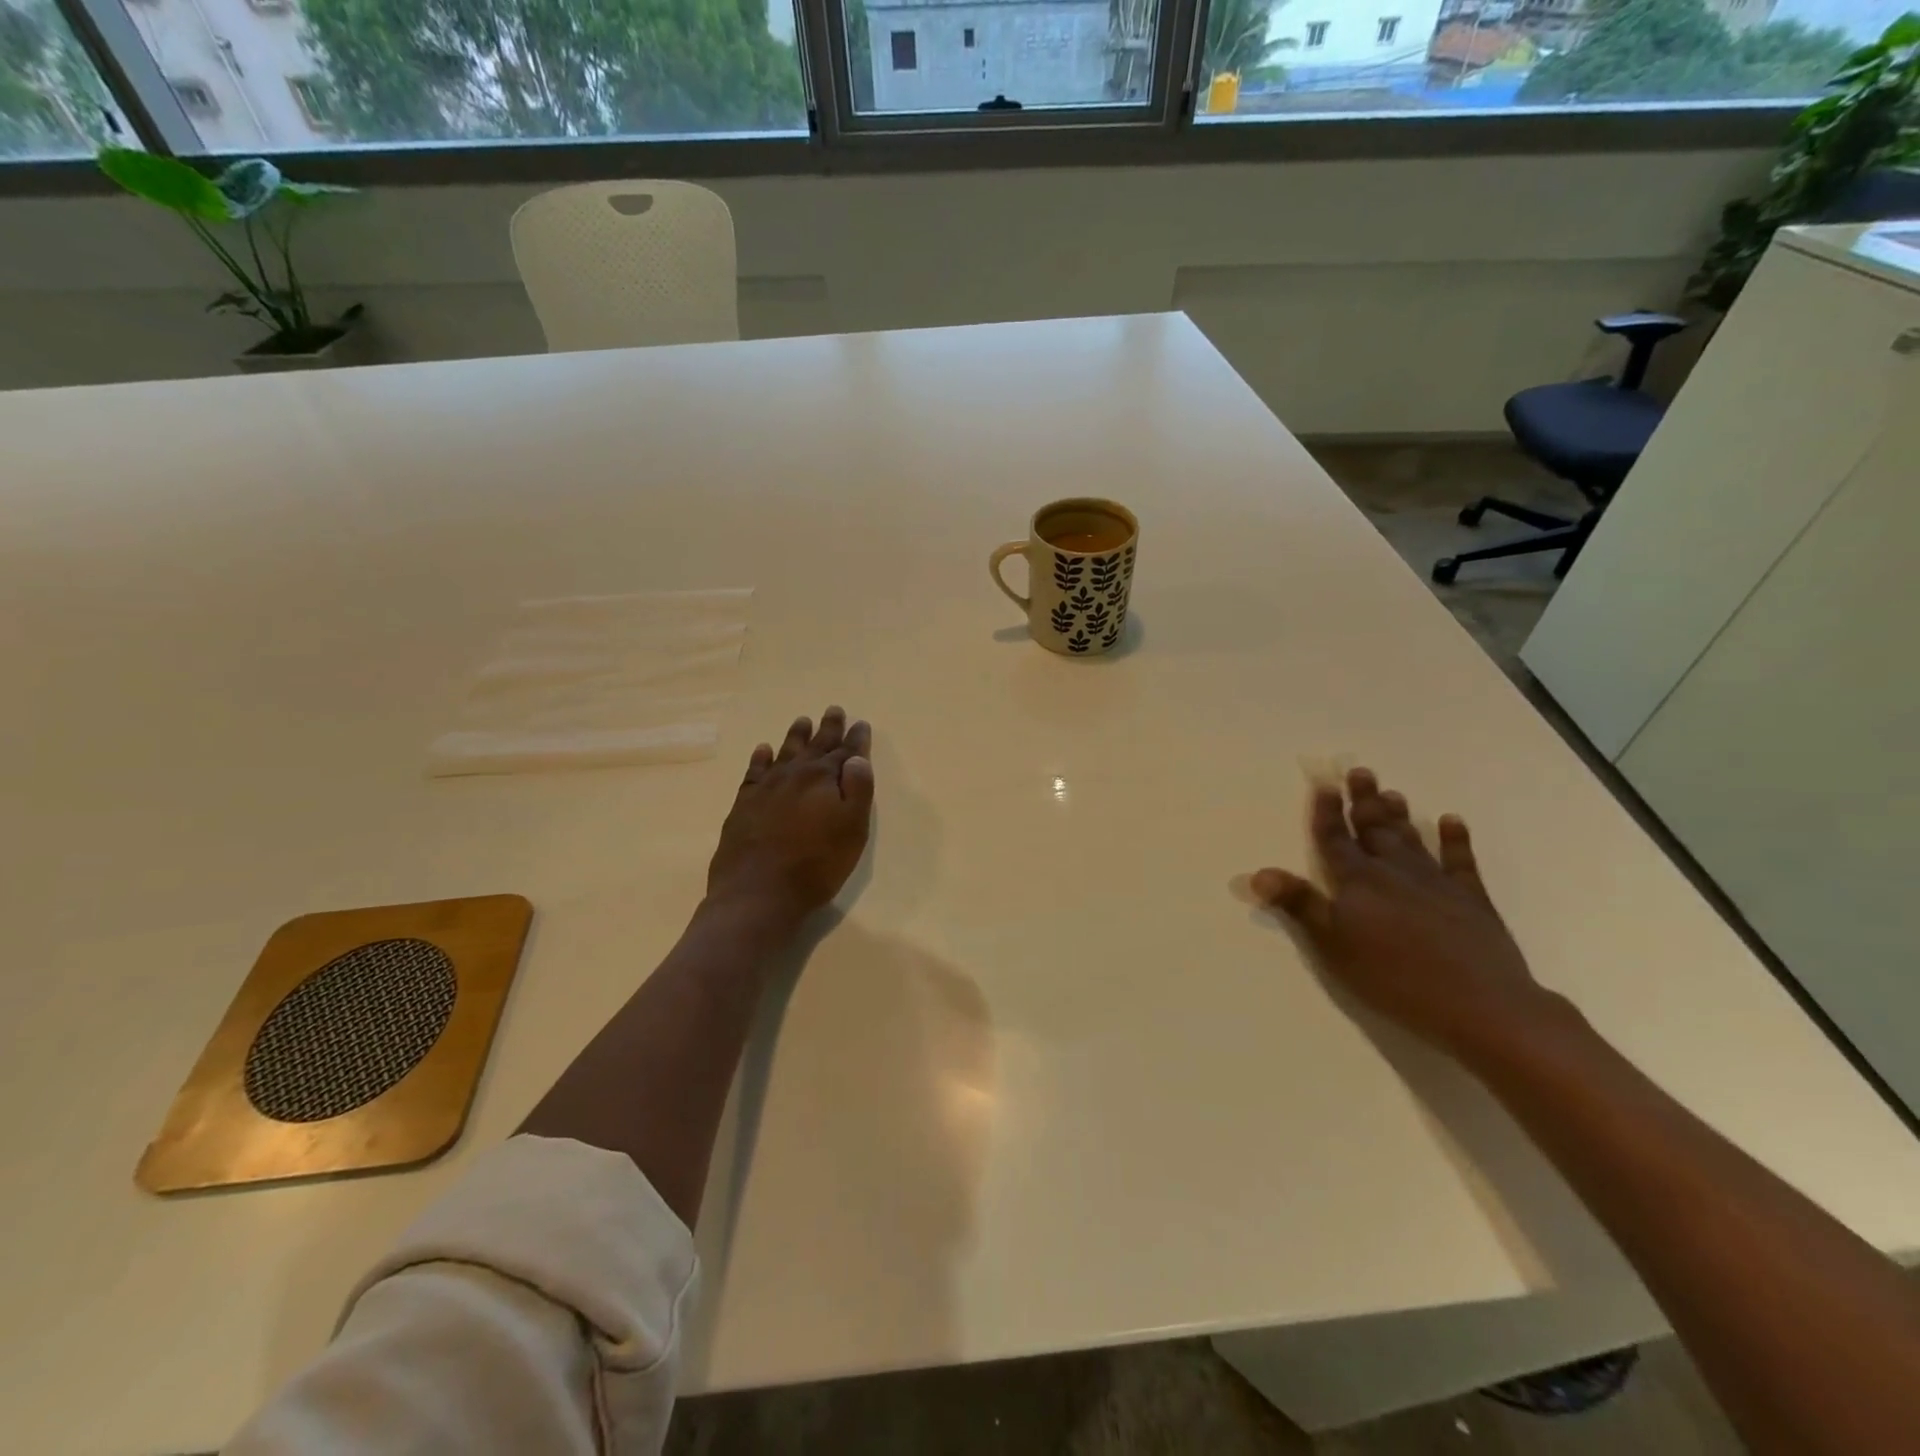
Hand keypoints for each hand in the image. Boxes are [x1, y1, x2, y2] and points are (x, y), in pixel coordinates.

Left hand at [706, 706, 874, 926]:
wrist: (758, 892)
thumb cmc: (816, 864)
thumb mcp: (852, 830)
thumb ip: (858, 791)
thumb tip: (857, 758)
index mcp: (825, 779)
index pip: (846, 752)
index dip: (856, 739)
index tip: (861, 723)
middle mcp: (795, 775)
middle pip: (815, 746)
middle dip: (827, 728)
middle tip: (834, 709)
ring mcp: (766, 787)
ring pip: (784, 752)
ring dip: (795, 736)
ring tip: (802, 720)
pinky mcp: (744, 804)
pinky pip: (754, 771)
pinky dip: (760, 758)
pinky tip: (763, 750)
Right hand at [1251, 768, 1555, 1056]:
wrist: (1480, 1003)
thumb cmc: (1393, 976)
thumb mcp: (1333, 945)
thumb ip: (1299, 905)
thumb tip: (1258, 873)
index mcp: (1358, 882)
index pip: (1336, 839)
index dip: (1327, 812)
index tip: (1323, 784)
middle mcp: (1394, 872)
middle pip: (1374, 829)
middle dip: (1364, 801)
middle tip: (1360, 772)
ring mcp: (1436, 883)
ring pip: (1410, 839)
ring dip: (1398, 815)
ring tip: (1391, 792)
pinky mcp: (1471, 899)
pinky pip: (1460, 861)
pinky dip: (1455, 839)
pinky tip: (1451, 822)